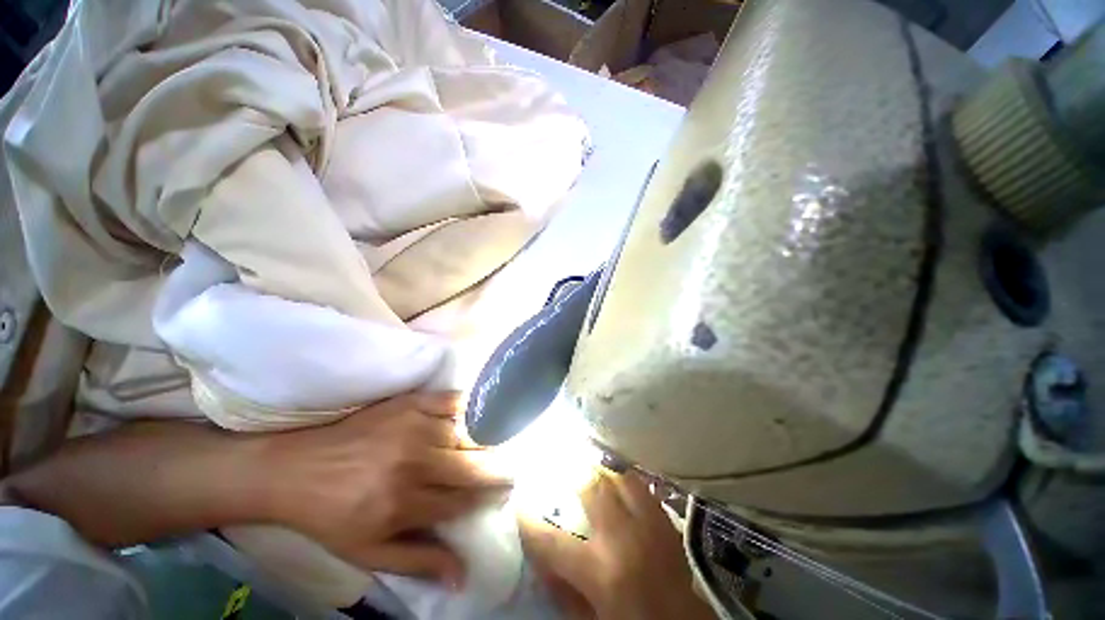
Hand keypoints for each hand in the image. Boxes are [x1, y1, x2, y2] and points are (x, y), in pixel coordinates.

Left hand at [262, 392, 509, 587]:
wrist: (295, 470)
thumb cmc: (331, 516)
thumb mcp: (368, 552)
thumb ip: (419, 563)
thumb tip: (463, 576)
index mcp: (405, 504)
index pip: (463, 501)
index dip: (489, 497)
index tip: (505, 492)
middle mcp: (415, 464)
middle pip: (473, 465)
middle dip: (498, 468)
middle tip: (510, 467)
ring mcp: (413, 429)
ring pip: (467, 433)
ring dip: (486, 440)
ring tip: (496, 444)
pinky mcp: (409, 404)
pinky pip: (452, 401)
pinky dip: (470, 406)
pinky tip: (479, 410)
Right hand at [520, 472, 714, 618]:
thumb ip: (562, 591)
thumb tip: (539, 557)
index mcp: (602, 572)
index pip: (552, 541)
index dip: (529, 520)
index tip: (518, 501)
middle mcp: (625, 538)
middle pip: (591, 486)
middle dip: (571, 472)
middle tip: (559, 464)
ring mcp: (650, 523)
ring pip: (619, 476)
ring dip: (600, 470)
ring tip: (587, 466)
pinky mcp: (665, 518)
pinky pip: (640, 484)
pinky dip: (623, 478)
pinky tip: (615, 479)